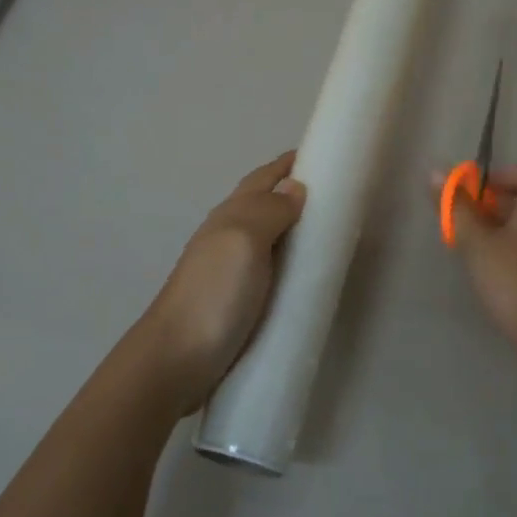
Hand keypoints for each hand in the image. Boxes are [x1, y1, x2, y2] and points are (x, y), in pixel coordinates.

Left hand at [141, 152, 305, 413]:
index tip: (325, 155)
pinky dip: (291, 264)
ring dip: (295, 229)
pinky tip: (307, 278)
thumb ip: (270, 211)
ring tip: (331, 234)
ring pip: (269, 238)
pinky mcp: (238, 303)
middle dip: (297, 193)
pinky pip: (272, 271)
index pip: (264, 178)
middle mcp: (228, 237)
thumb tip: (295, 186)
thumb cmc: (213, 294)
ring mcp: (232, 272)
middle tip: (340, 197)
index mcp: (231, 216)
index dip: (289, 164)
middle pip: (266, 205)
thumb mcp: (244, 240)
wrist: (176, 361)